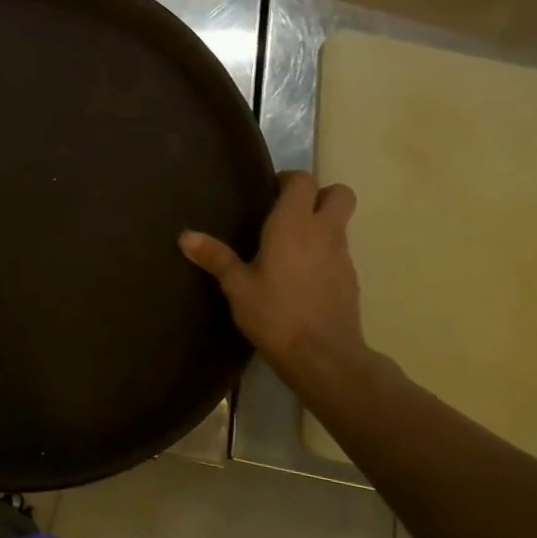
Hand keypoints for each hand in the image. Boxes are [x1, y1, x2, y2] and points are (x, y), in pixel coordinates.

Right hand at [180, 171, 368, 392]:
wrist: (324, 357)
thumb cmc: (275, 314)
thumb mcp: (237, 286)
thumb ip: (215, 257)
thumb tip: (184, 236)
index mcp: (293, 224)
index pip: (303, 180)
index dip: (289, 180)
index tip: (268, 193)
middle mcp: (324, 231)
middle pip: (339, 193)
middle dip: (319, 194)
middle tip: (289, 212)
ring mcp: (343, 255)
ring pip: (341, 223)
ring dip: (322, 224)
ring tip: (290, 247)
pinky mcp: (351, 279)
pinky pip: (340, 251)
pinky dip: (325, 252)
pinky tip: (302, 276)